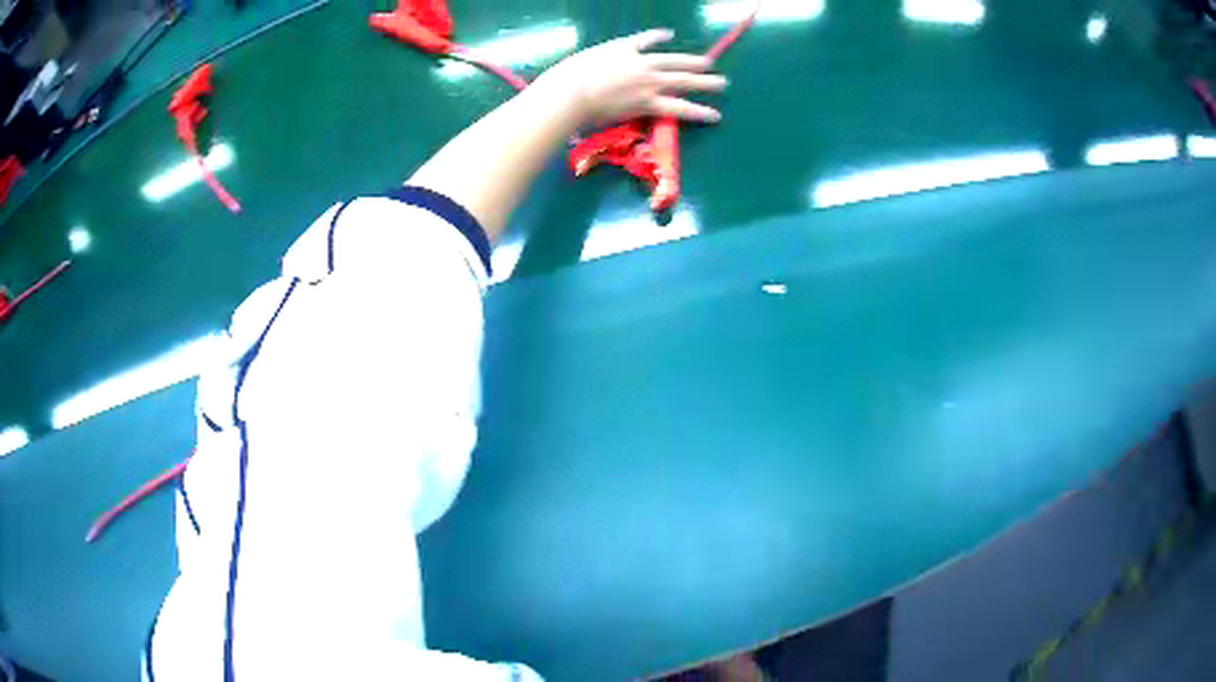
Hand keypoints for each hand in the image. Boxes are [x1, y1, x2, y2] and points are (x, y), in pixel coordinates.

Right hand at [536, 29, 727, 125]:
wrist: (571, 92)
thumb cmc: (566, 77)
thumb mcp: (580, 62)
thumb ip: (592, 65)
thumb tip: (589, 72)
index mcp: (622, 48)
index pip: (644, 39)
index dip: (657, 37)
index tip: (667, 35)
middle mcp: (640, 62)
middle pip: (674, 60)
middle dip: (692, 62)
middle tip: (710, 63)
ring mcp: (648, 82)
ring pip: (683, 80)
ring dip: (705, 82)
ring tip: (722, 84)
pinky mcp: (649, 103)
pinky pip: (679, 108)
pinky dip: (698, 111)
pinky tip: (713, 114)